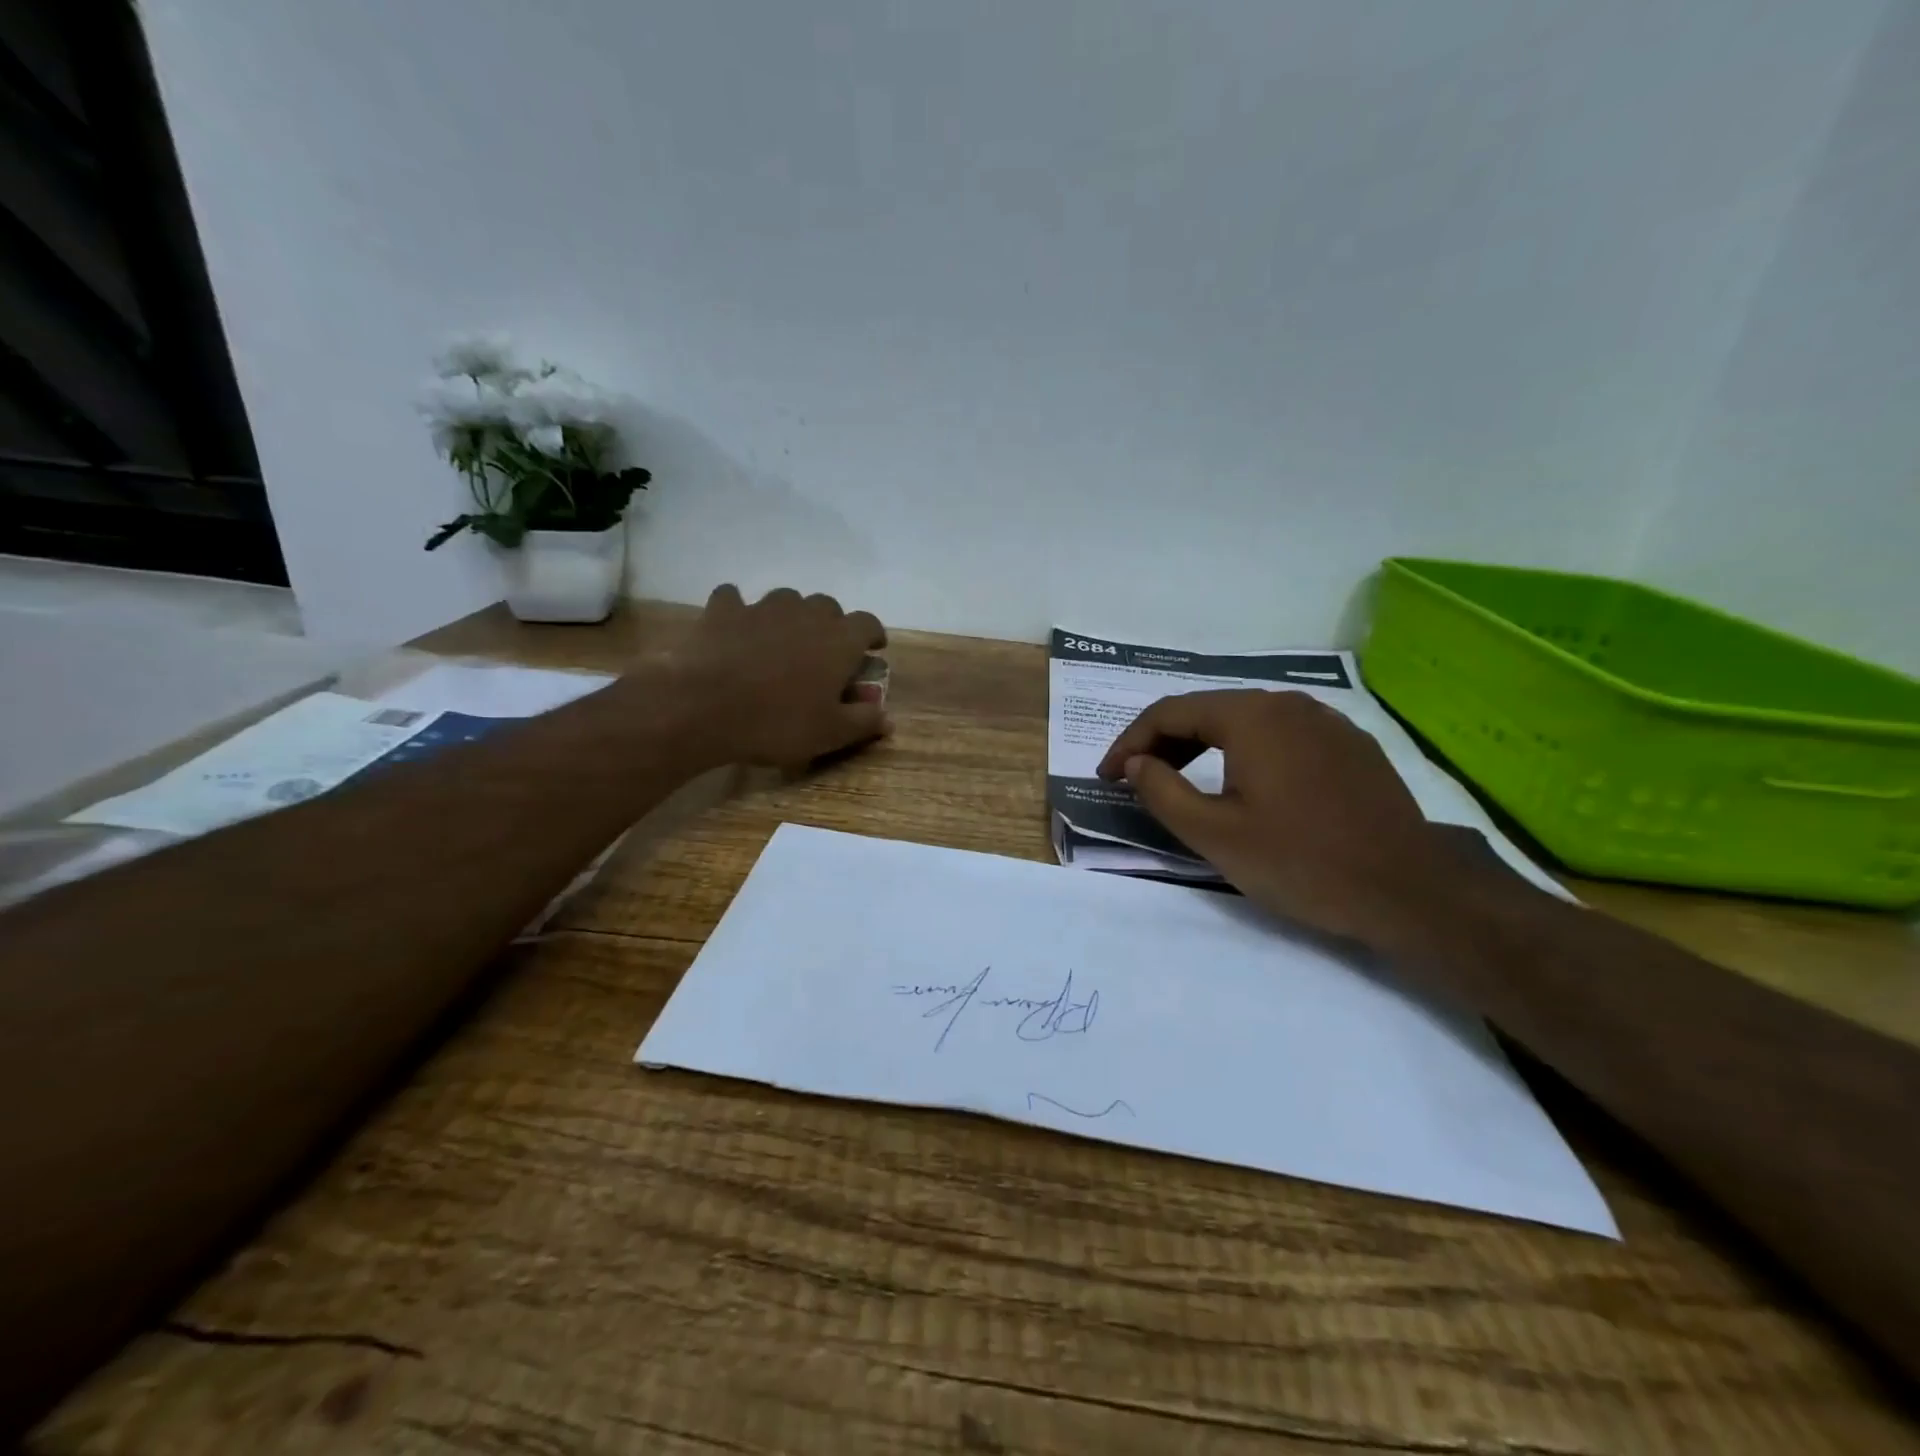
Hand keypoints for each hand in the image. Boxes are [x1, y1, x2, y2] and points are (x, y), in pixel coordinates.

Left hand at [663, 584, 889, 767]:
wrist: (704, 708)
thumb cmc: (778, 723)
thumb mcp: (830, 733)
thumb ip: (864, 722)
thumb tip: (889, 719)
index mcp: (839, 640)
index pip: (868, 623)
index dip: (873, 634)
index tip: (872, 649)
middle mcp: (806, 613)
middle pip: (828, 606)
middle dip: (831, 625)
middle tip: (824, 652)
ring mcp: (763, 607)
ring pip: (787, 599)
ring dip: (790, 615)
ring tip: (782, 640)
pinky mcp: (724, 610)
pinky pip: (734, 599)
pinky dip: (738, 609)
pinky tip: (735, 627)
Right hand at [1096, 689, 1456, 942]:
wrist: (1409, 891)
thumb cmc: (1301, 862)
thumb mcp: (1214, 834)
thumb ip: (1161, 791)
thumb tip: (1135, 764)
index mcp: (1250, 716)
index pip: (1169, 712)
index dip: (1129, 742)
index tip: (1107, 776)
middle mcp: (1287, 703)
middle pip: (1207, 711)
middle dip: (1163, 742)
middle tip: (1136, 779)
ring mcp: (1325, 721)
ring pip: (1245, 721)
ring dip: (1202, 746)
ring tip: (1180, 779)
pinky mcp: (1350, 745)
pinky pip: (1280, 736)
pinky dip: (1244, 752)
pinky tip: (1242, 783)